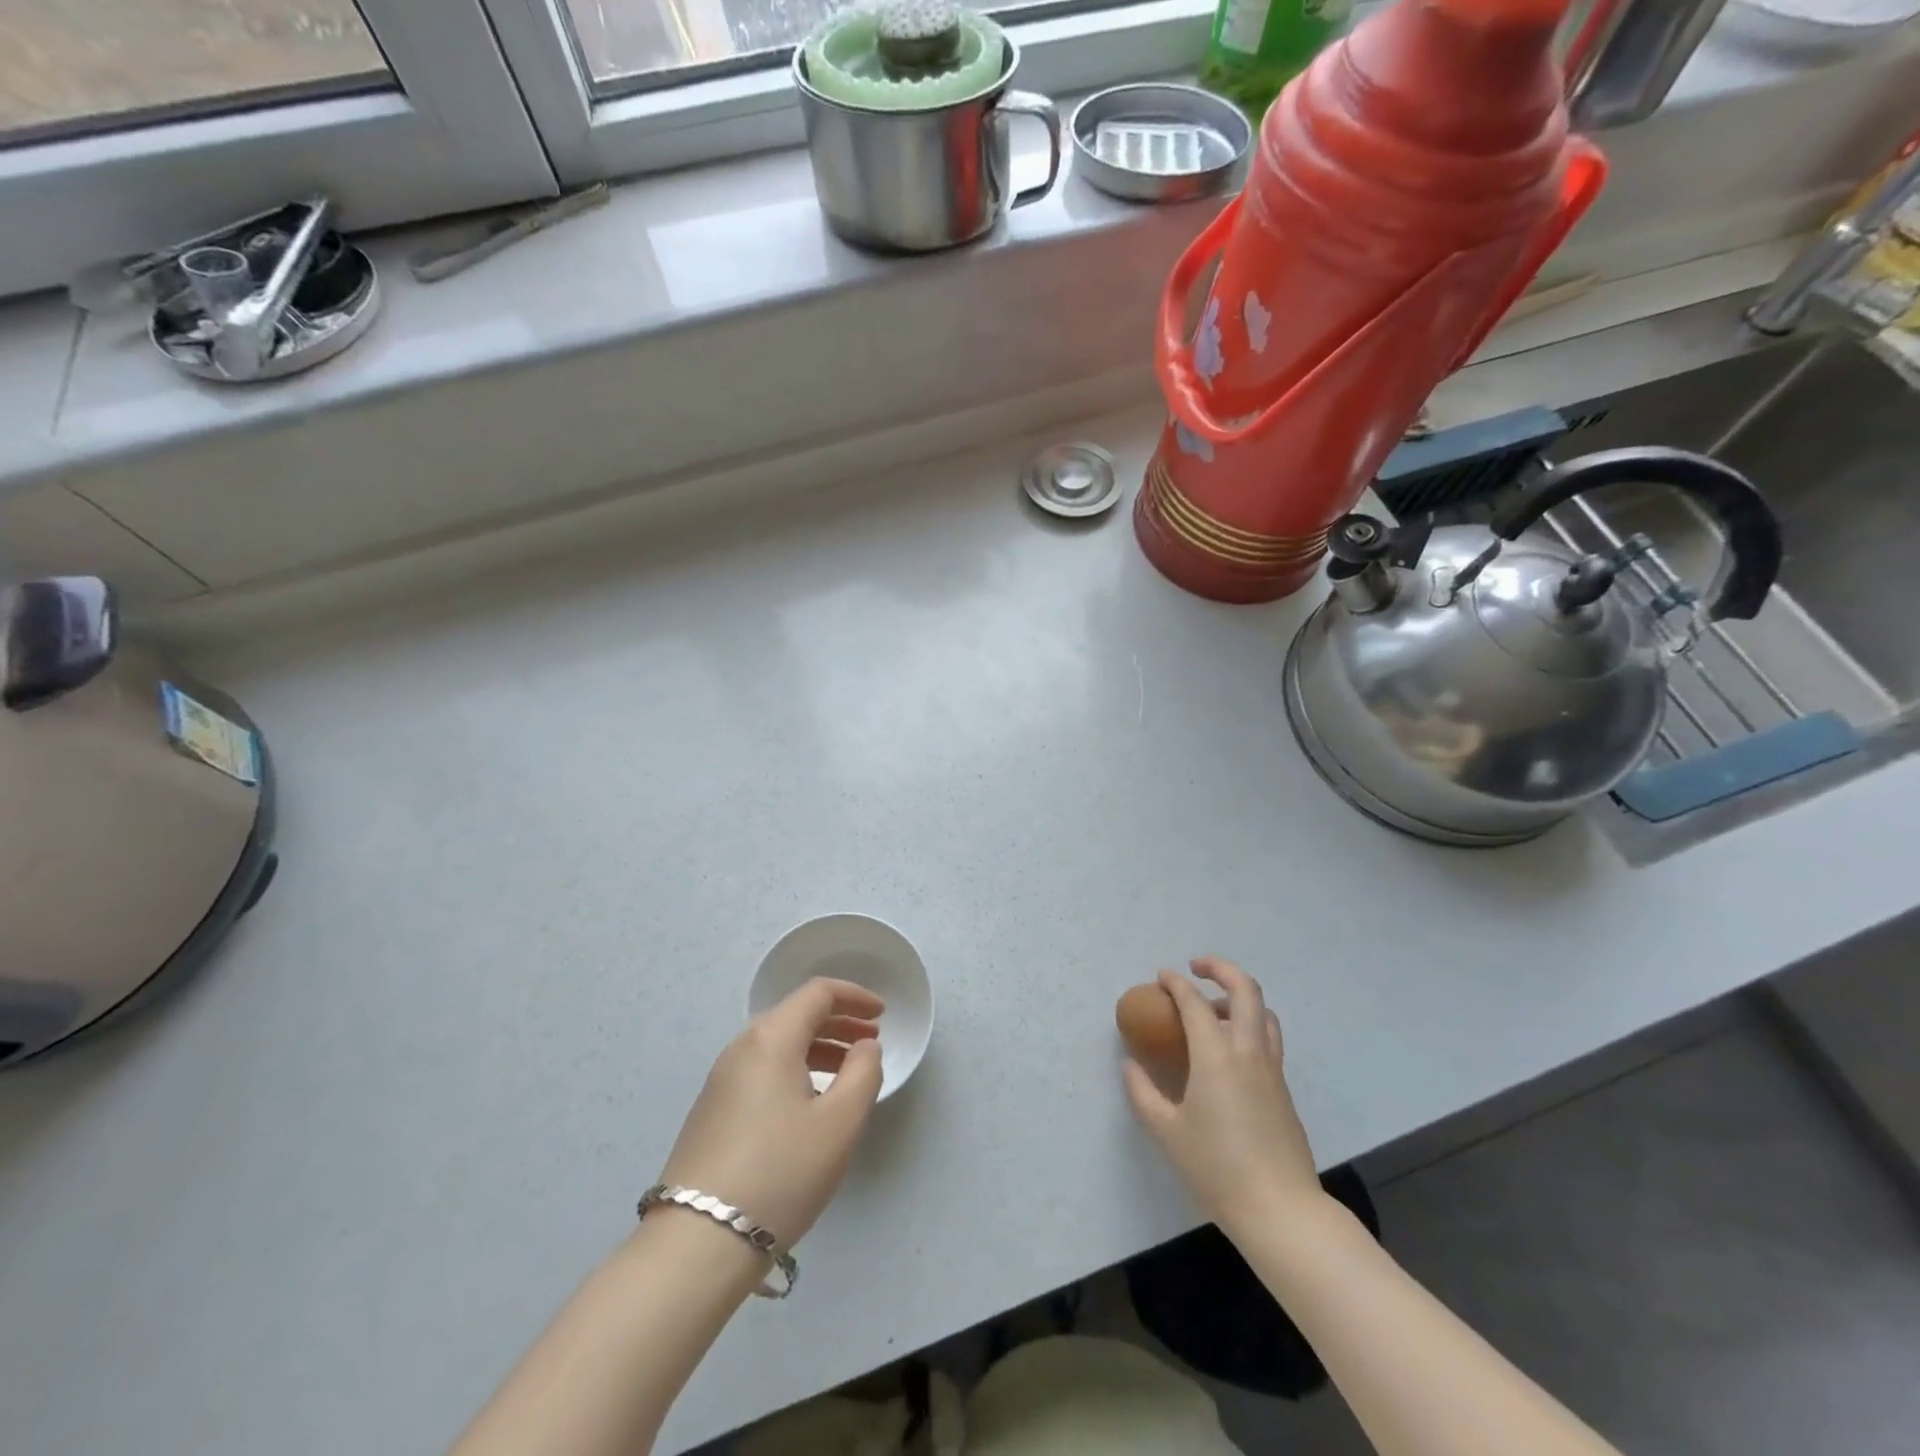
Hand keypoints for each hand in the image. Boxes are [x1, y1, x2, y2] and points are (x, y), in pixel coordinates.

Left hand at [660, 979, 884, 1248]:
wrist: (699, 1242)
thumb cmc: (782, 1171)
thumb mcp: (840, 1122)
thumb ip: (864, 1072)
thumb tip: (865, 1046)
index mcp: (772, 1038)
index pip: (817, 993)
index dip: (855, 996)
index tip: (883, 1014)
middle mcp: (741, 1047)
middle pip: (796, 1015)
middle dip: (839, 1022)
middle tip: (871, 1042)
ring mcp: (721, 1080)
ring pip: (778, 1045)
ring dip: (818, 1048)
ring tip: (848, 1074)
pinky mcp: (712, 1111)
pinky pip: (763, 1070)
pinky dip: (795, 1070)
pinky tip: (810, 1104)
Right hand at [1121, 957, 1321, 1235]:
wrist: (1281, 1210)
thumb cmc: (1217, 1168)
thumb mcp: (1167, 1131)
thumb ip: (1143, 1092)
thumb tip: (1130, 1065)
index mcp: (1216, 1055)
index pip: (1194, 1001)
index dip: (1175, 983)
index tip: (1161, 977)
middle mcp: (1248, 1051)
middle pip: (1245, 989)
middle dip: (1220, 968)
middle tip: (1196, 967)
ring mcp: (1271, 1069)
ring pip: (1264, 1012)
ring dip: (1238, 997)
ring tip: (1213, 1009)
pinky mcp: (1283, 1088)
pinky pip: (1268, 1038)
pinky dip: (1249, 1024)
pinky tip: (1227, 1051)